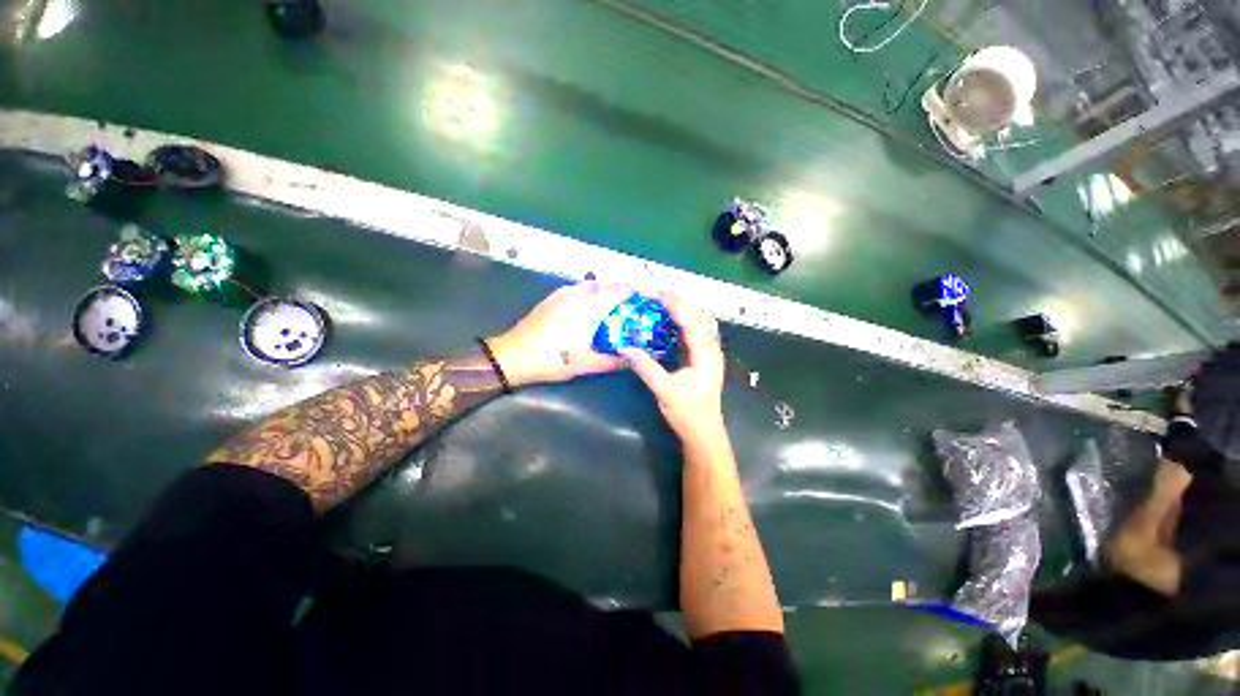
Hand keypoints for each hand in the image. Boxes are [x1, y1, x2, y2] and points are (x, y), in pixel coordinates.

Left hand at [486, 281, 635, 387]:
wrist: (513, 355)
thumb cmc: (553, 359)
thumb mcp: (586, 364)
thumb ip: (613, 360)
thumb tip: (633, 359)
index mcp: (590, 306)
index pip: (619, 290)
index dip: (634, 292)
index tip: (644, 301)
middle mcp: (578, 293)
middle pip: (606, 285)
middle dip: (621, 292)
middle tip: (630, 309)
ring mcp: (563, 293)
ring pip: (591, 285)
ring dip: (604, 292)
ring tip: (610, 310)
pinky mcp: (552, 298)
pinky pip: (578, 289)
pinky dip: (589, 294)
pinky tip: (587, 312)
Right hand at [622, 293, 726, 445]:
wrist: (704, 434)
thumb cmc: (688, 413)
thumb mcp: (665, 391)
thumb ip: (646, 368)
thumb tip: (625, 348)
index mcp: (705, 354)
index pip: (691, 320)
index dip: (674, 304)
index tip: (656, 294)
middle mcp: (711, 349)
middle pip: (699, 316)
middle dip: (680, 302)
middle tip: (657, 294)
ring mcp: (710, 354)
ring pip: (701, 323)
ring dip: (685, 310)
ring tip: (664, 302)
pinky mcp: (705, 360)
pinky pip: (697, 333)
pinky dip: (685, 322)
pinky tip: (671, 322)